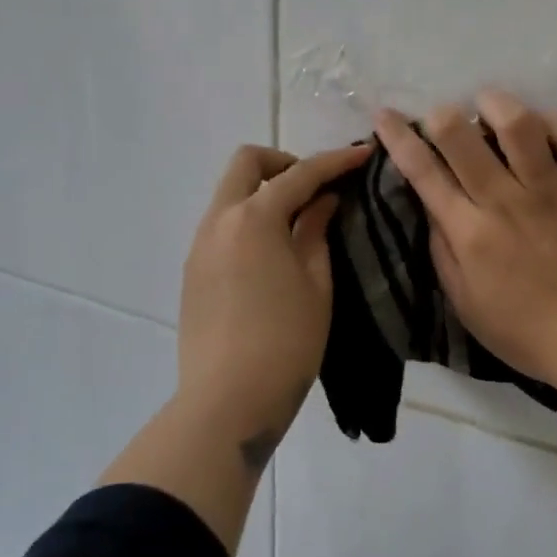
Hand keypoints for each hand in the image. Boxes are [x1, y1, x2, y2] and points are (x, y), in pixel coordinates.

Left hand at [177, 141, 372, 434]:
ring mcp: (199, 245)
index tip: (363, 155)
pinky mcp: (192, 271)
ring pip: (230, 194)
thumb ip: (316, 232)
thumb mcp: (316, 284)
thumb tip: (322, 201)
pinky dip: (249, 219)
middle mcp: (219, 220)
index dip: (335, 162)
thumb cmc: (286, 342)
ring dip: (264, 192)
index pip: (299, 174)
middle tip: (317, 190)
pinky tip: (272, 252)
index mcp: (254, 218)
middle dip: (285, 164)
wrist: (228, 401)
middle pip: (247, 164)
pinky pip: (221, 224)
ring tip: (299, 222)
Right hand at [373, 91, 556, 398]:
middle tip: (441, 116)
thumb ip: (444, 252)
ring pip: (519, 125)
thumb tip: (431, 205)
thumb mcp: (467, 306)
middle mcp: (507, 202)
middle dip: (441, 115)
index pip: (423, 172)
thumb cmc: (529, 334)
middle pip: (462, 136)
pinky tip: (544, 125)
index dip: (398, 137)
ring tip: (489, 105)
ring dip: (496, 104)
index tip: (385, 115)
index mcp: (471, 233)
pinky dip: (555, 121)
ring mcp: (555, 191)